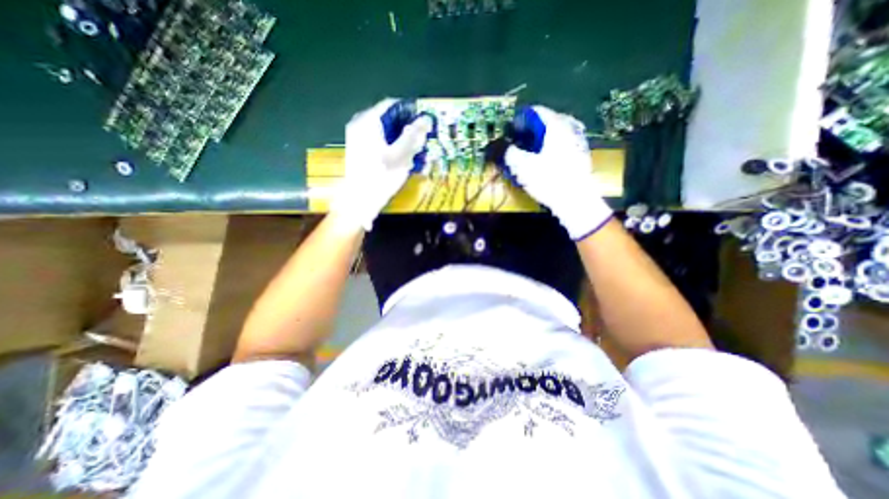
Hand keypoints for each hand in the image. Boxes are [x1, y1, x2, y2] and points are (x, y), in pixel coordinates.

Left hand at [329, 99, 434, 230]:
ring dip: (399, 138)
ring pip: (384, 130)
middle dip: (405, 128)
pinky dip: (390, 145)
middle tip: (419, 139)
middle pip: (387, 118)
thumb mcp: (401, 155)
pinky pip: (378, 140)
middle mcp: (359, 124)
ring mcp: (357, 137)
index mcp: (368, 121)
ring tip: (412, 151)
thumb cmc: (382, 176)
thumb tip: (426, 119)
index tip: (423, 122)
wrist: (360, 200)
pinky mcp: (358, 149)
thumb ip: (413, 135)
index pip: (391, 105)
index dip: (409, 111)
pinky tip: (400, 158)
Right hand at [504, 106, 615, 239]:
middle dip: (528, 132)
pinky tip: (542, 162)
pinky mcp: (579, 155)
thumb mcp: (522, 166)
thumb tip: (497, 144)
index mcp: (556, 125)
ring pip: (553, 134)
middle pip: (545, 122)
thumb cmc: (548, 180)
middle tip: (516, 144)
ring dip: (538, 141)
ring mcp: (577, 141)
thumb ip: (507, 151)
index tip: (509, 133)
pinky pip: (560, 145)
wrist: (575, 201)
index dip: (518, 121)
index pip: (535, 112)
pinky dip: (548, 149)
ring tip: (527, 154)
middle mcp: (570, 128)